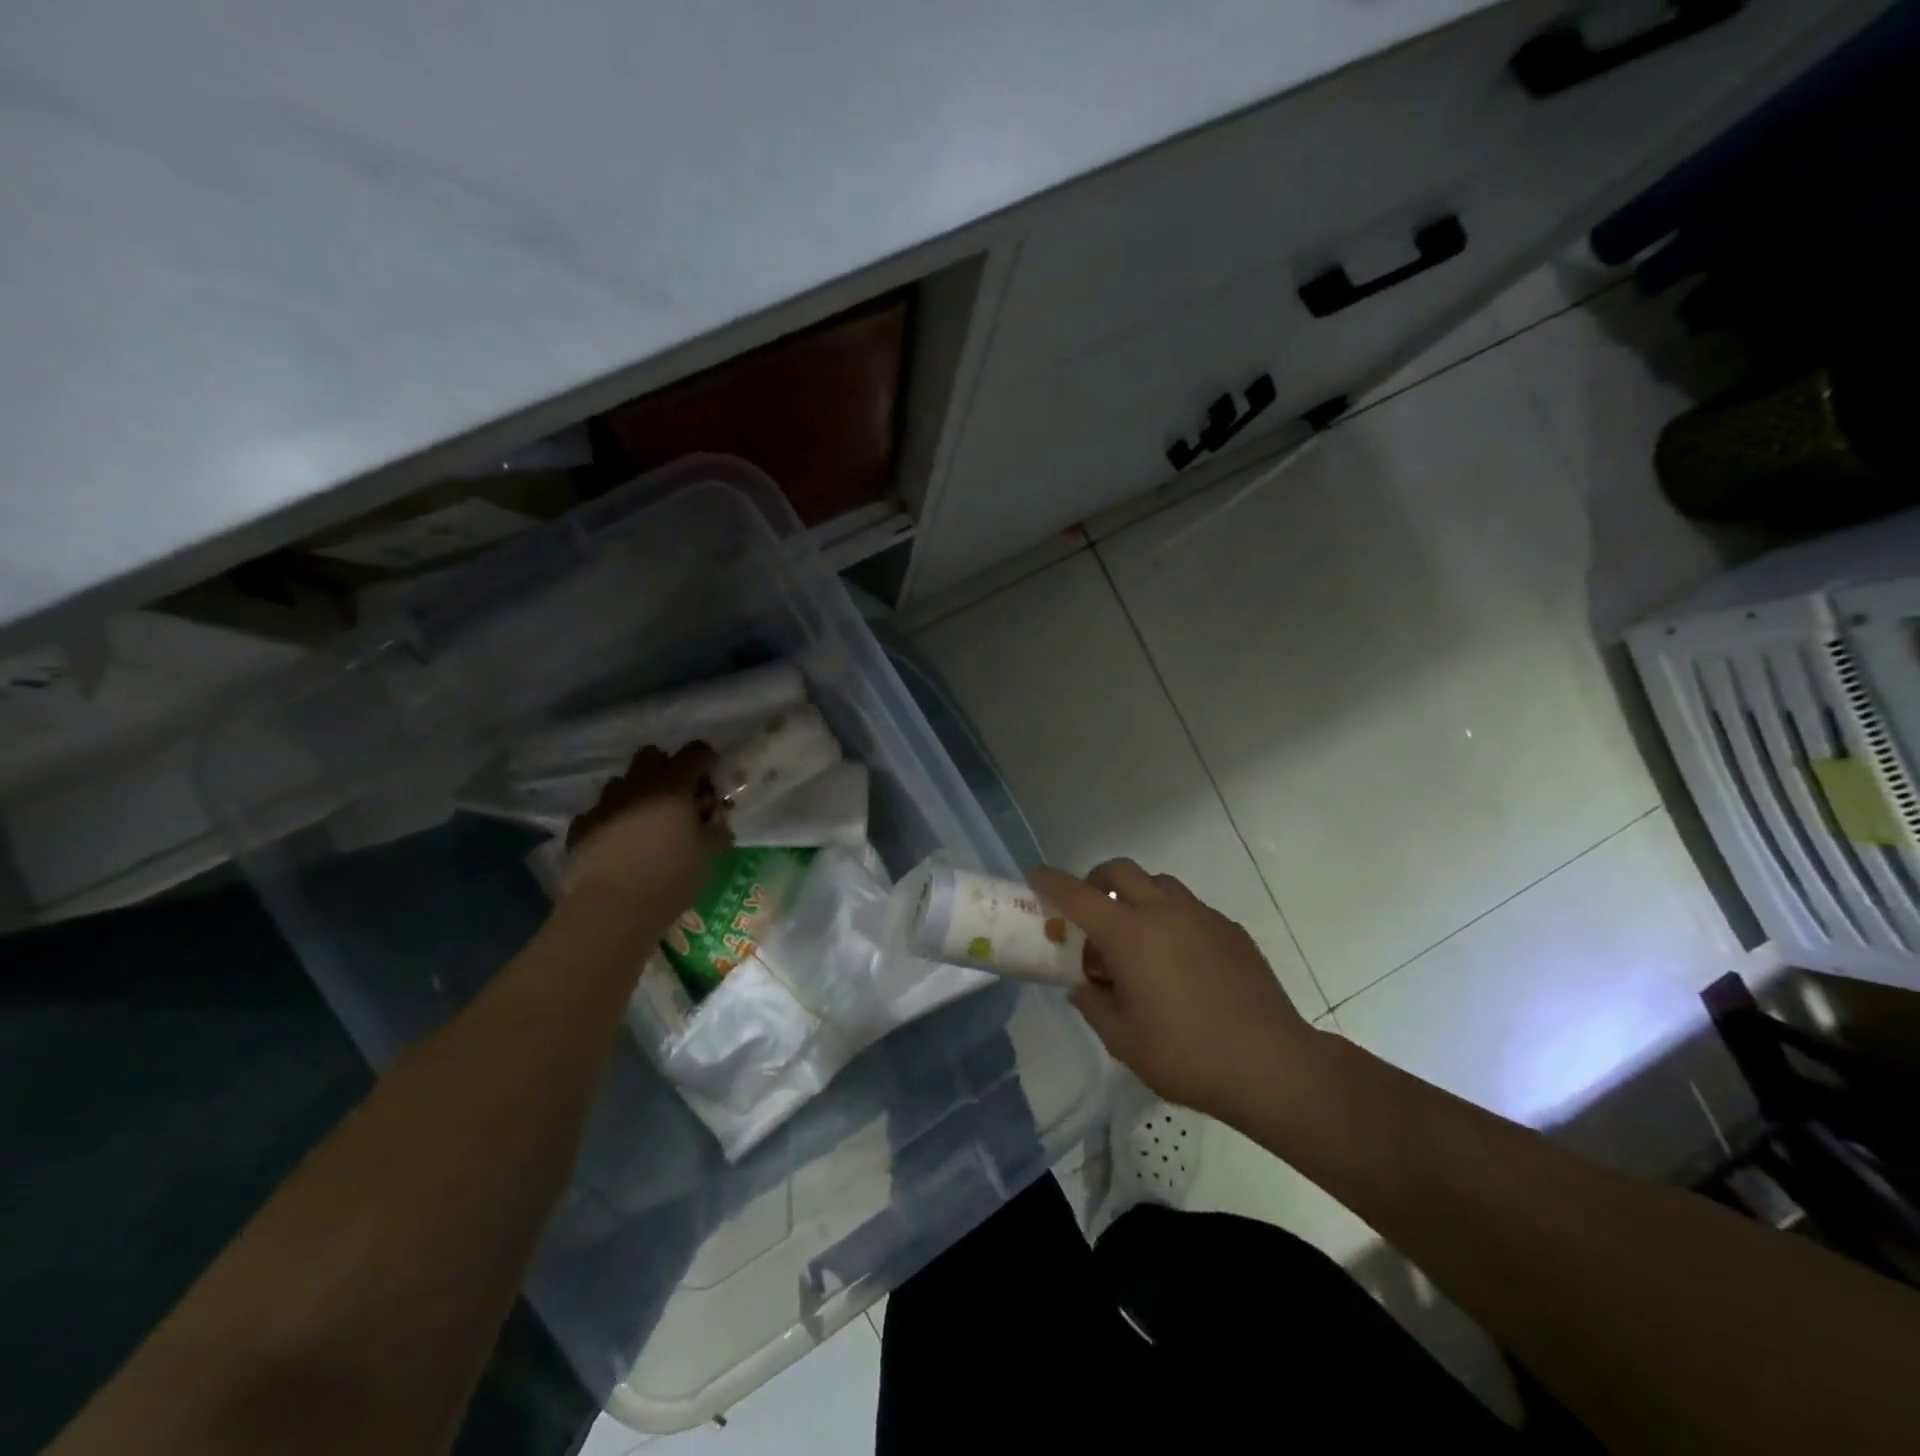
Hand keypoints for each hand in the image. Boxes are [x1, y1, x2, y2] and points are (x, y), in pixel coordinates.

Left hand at [564, 743, 730, 923]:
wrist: (613, 908)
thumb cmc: (671, 877)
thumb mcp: (710, 853)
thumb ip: (717, 826)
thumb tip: (716, 815)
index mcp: (673, 786)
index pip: (696, 752)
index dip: (707, 761)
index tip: (711, 783)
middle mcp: (637, 785)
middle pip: (652, 755)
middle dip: (667, 768)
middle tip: (678, 799)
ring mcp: (604, 804)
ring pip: (622, 782)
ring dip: (636, 793)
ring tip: (645, 823)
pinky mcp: (581, 826)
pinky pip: (599, 812)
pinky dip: (611, 820)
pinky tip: (617, 845)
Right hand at [1031, 859, 1317, 1121]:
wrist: (1270, 1064)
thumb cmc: (1186, 1055)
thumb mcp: (1124, 1040)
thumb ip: (1095, 1005)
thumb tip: (1084, 985)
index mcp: (1129, 935)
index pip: (1078, 896)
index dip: (1051, 882)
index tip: (1035, 875)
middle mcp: (1163, 912)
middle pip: (1121, 870)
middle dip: (1097, 879)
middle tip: (1090, 907)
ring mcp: (1201, 916)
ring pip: (1159, 883)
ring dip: (1138, 894)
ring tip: (1136, 933)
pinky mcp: (1230, 929)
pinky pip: (1190, 908)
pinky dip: (1172, 917)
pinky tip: (1179, 958)